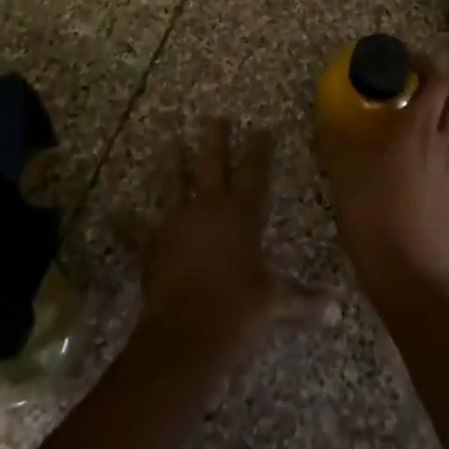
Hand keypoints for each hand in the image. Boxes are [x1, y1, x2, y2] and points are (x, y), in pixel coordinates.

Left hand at [131, 119, 333, 364]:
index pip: (256, 173)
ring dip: (171, 164)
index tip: (262, 129)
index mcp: (242, 215)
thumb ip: (304, 301)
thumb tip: (337, 312)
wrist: (188, 331)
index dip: (260, 150)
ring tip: (168, 142)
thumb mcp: (277, 303)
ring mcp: (176, 223)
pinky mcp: (151, 245)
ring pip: (173, 184)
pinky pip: (135, 230)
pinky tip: (111, 212)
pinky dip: (124, 222)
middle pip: (213, 164)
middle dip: (214, 139)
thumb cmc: (239, 309)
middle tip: (213, 117)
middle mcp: (209, 208)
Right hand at [318, 55, 448, 304]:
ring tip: (412, 132)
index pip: (437, 80)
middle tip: (413, 90)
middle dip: (439, 89)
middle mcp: (443, 144)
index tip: (407, 57)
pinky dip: (437, 159)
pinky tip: (415, 176)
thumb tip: (325, 123)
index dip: (426, 62)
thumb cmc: (373, 212)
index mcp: (418, 128)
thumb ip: (333, 141)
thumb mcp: (342, 172)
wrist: (407, 273)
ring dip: (440, 123)